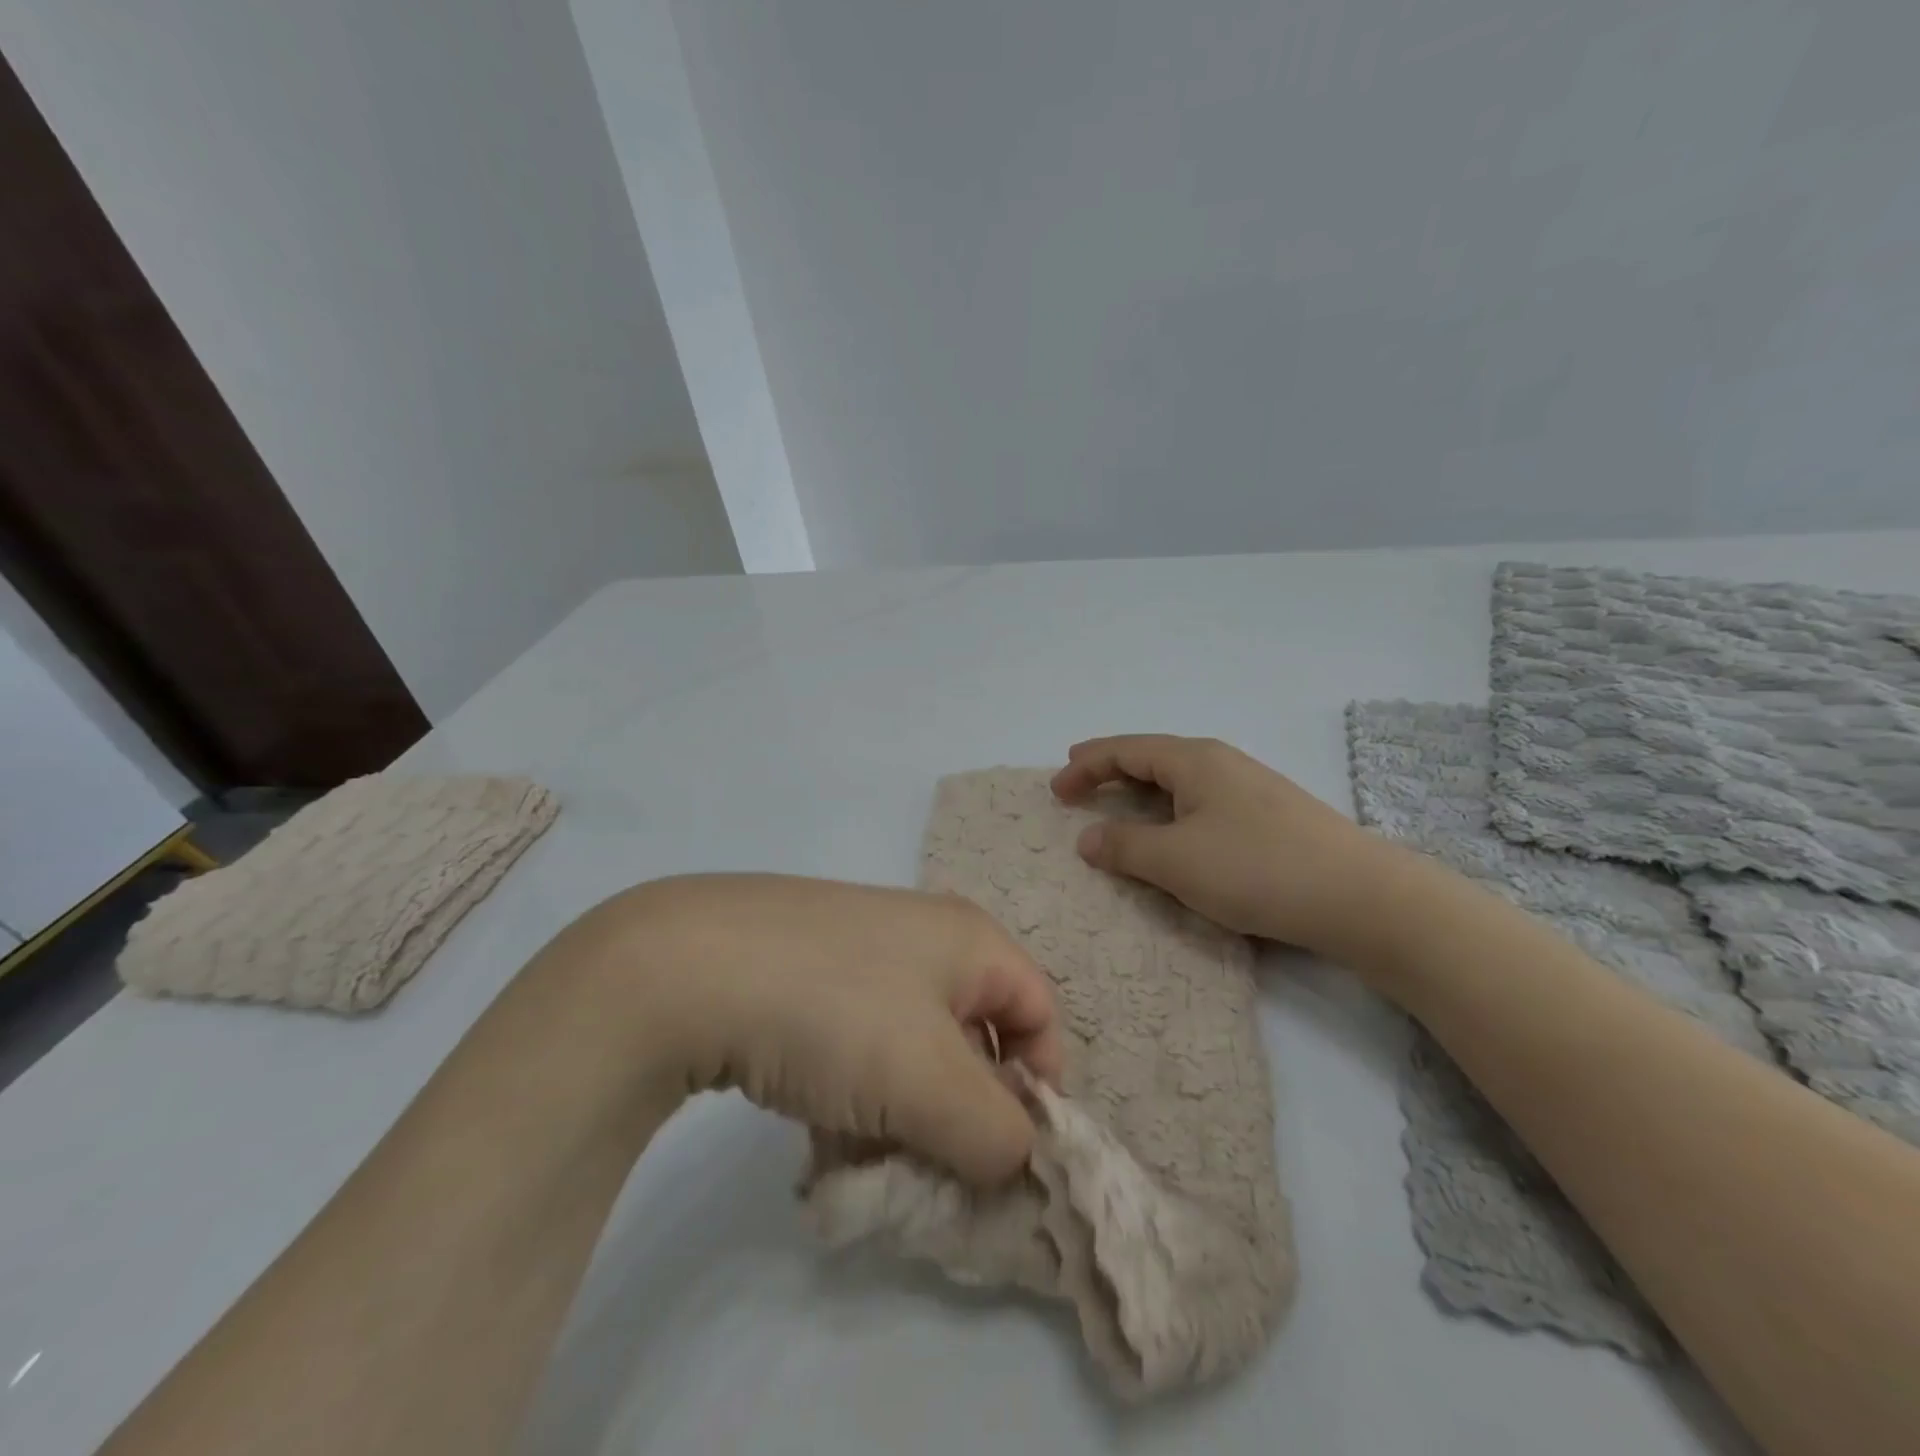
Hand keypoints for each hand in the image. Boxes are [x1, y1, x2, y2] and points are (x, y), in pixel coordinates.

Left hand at [576, 874, 1062, 1184]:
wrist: (685, 969)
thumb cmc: (835, 1014)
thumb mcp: (931, 1082)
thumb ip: (997, 1134)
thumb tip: (1015, 1158)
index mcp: (968, 939)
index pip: (1041, 1013)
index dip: (1039, 1086)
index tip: (1003, 1154)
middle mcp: (921, 935)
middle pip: (973, 1038)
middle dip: (961, 1113)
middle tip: (929, 1167)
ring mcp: (857, 951)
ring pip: (910, 1051)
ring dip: (902, 1114)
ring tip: (863, 1156)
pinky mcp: (804, 974)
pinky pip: (857, 1043)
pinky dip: (853, 1093)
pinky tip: (818, 1125)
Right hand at [1051, 734, 1398, 957]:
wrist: (1359, 897)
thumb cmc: (1256, 869)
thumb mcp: (1176, 860)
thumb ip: (1124, 846)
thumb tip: (1087, 837)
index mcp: (1193, 760)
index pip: (1124, 750)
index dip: (1085, 765)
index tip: (1055, 790)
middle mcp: (1219, 762)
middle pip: (1150, 757)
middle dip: (1109, 769)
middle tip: (1077, 782)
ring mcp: (1248, 787)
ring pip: (1178, 780)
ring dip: (1139, 791)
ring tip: (1116, 805)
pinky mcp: (1267, 816)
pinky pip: (1199, 801)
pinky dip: (1168, 810)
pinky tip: (1172, 831)